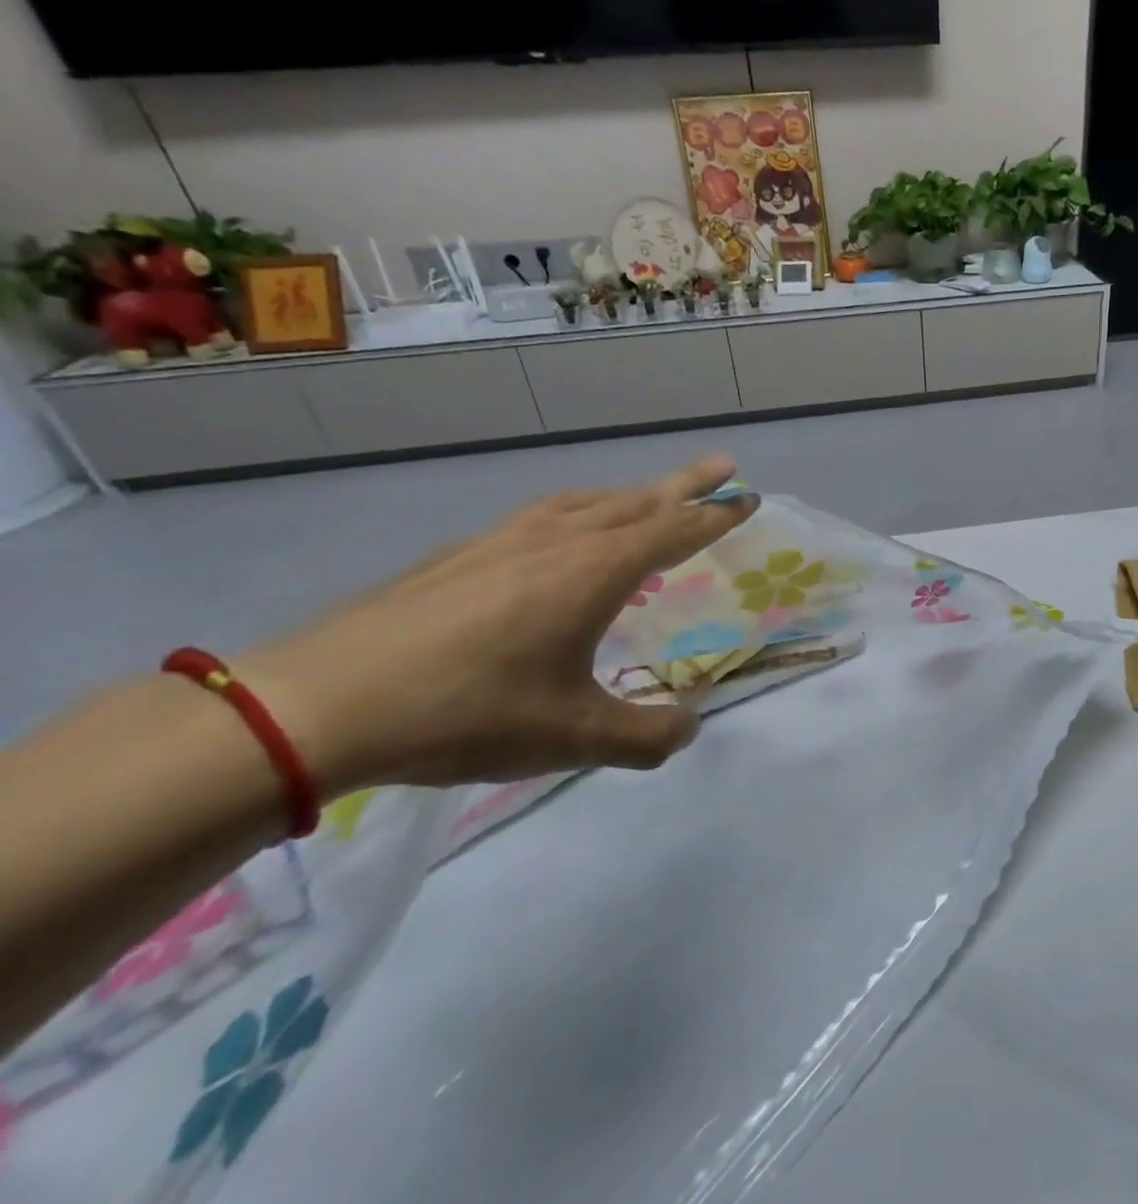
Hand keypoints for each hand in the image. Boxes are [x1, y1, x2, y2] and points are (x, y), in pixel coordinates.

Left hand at [234, 457, 759, 796]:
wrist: (321, 703)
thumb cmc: (467, 713)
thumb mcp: (573, 738)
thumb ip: (645, 736)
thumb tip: (690, 729)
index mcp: (593, 573)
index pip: (674, 532)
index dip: (717, 516)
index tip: (750, 496)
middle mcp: (555, 543)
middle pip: (636, 502)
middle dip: (685, 485)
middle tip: (724, 466)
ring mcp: (500, 542)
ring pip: (584, 504)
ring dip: (629, 496)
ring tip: (649, 499)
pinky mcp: (458, 556)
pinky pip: (539, 517)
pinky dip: (575, 513)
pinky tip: (558, 535)